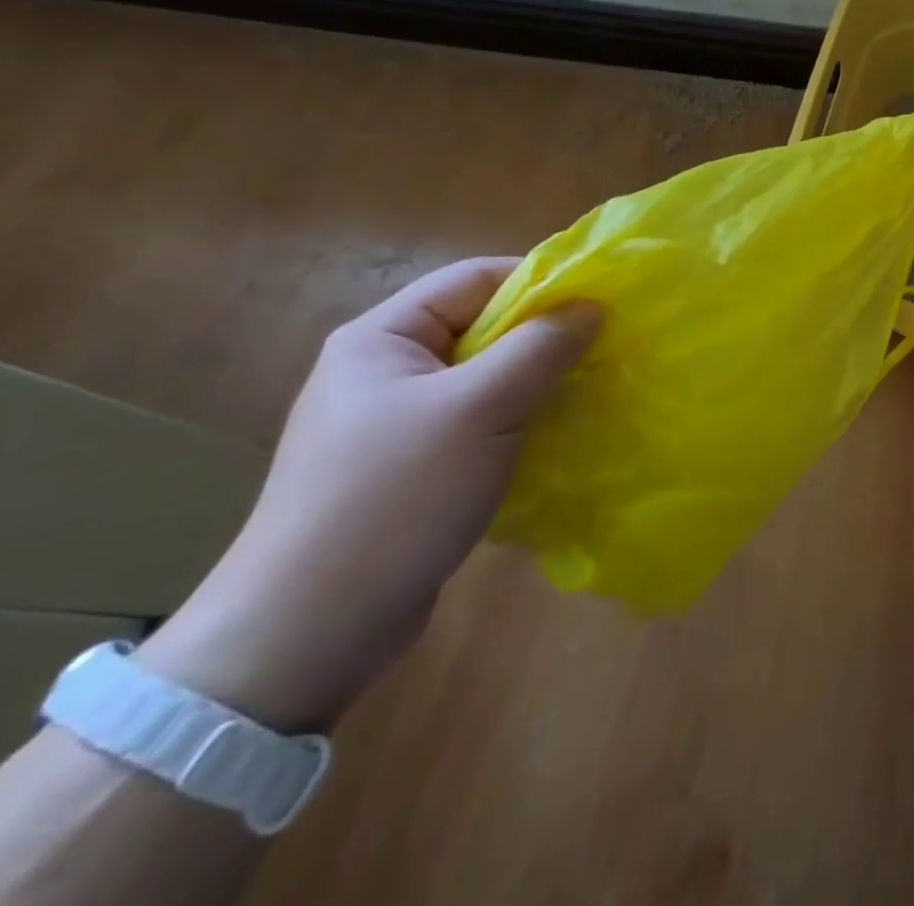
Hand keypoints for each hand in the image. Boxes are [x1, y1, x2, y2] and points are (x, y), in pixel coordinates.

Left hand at [138, 258, 600, 730]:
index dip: (539, 281)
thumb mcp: (482, 409)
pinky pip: (479, 423)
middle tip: (606, 350)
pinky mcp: (410, 469)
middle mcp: (385, 370)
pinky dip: (521, 422)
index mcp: (382, 338)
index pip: (473, 279)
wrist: (307, 635)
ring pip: (486, 379)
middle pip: (482, 327)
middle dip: (546, 336)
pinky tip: (557, 438)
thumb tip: (592, 305)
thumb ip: (542, 347)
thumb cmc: (396, 497)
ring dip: (539, 382)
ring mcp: (395, 423)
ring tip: (592, 392)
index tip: (601, 301)